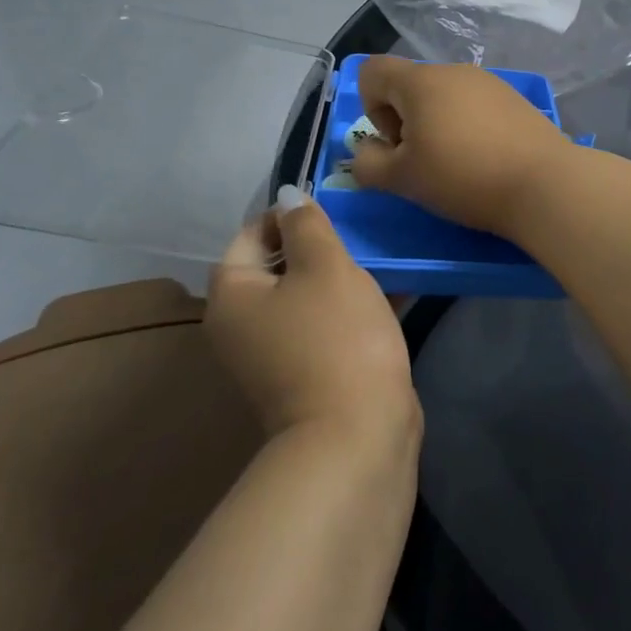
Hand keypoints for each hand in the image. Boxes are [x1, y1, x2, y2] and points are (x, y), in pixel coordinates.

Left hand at [206, 189, 417, 441]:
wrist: (357, 434)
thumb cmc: (336, 337)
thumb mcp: (324, 266)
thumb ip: (306, 224)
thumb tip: (289, 196)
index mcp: (233, 294)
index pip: (253, 232)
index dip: (293, 213)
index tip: (337, 208)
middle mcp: (243, 324)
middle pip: (281, 264)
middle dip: (323, 244)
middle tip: (365, 231)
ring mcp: (276, 353)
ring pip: (309, 294)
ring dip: (344, 273)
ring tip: (385, 254)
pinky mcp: (310, 371)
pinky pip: (328, 323)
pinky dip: (354, 305)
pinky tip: (397, 288)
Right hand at [349, 57, 575, 235]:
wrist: (543, 183)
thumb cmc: (463, 177)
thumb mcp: (402, 180)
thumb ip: (367, 164)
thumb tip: (366, 151)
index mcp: (420, 81)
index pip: (372, 71)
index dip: (370, 107)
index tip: (395, 143)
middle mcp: (453, 70)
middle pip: (410, 85)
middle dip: (405, 121)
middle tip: (424, 162)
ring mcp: (489, 82)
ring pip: (444, 96)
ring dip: (437, 125)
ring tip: (457, 164)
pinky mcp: (514, 98)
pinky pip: (474, 105)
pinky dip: (468, 126)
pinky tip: (486, 159)